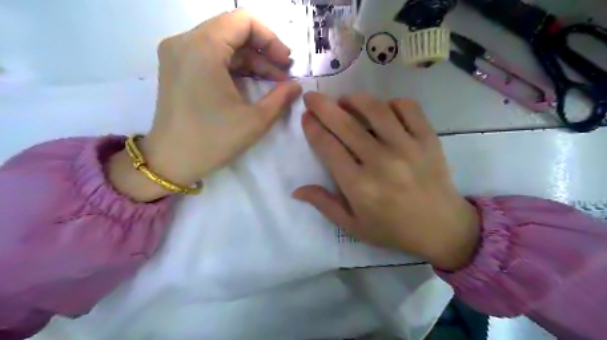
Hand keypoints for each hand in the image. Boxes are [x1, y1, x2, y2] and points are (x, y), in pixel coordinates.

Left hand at [109, 9, 302, 201]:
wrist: (172, 161)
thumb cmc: (213, 140)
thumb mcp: (255, 120)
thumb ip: (281, 98)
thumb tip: (296, 86)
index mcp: (203, 49)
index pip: (243, 21)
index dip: (271, 39)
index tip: (286, 63)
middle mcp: (184, 42)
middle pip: (233, 30)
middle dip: (263, 51)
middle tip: (283, 74)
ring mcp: (177, 53)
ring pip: (223, 43)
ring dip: (251, 60)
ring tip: (273, 82)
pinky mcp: (177, 67)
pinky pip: (211, 55)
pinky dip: (234, 66)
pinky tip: (251, 84)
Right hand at [293, 93, 478, 269]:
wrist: (441, 229)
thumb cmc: (392, 229)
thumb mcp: (353, 225)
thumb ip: (324, 205)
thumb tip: (296, 190)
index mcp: (359, 186)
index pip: (328, 147)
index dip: (313, 128)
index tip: (306, 117)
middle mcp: (381, 162)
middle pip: (346, 124)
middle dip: (323, 106)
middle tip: (313, 97)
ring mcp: (407, 147)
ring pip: (376, 110)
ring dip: (355, 99)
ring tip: (345, 100)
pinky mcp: (428, 140)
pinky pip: (408, 108)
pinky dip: (392, 103)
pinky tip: (383, 109)